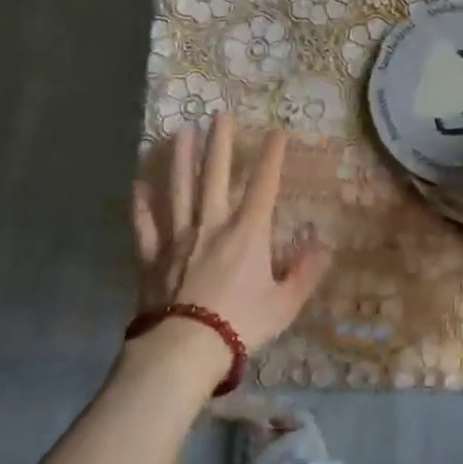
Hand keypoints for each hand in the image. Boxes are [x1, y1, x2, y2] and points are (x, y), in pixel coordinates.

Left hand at [130, 117, 333, 373]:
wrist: (184, 349)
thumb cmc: (240, 324)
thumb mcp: (284, 304)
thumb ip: (305, 274)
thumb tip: (325, 247)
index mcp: (247, 232)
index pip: (264, 185)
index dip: (272, 156)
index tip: (277, 132)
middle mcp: (212, 224)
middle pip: (215, 175)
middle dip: (220, 143)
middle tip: (219, 114)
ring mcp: (178, 237)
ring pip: (179, 189)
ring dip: (179, 159)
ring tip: (179, 132)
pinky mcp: (153, 257)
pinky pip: (145, 225)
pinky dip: (141, 205)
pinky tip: (137, 185)